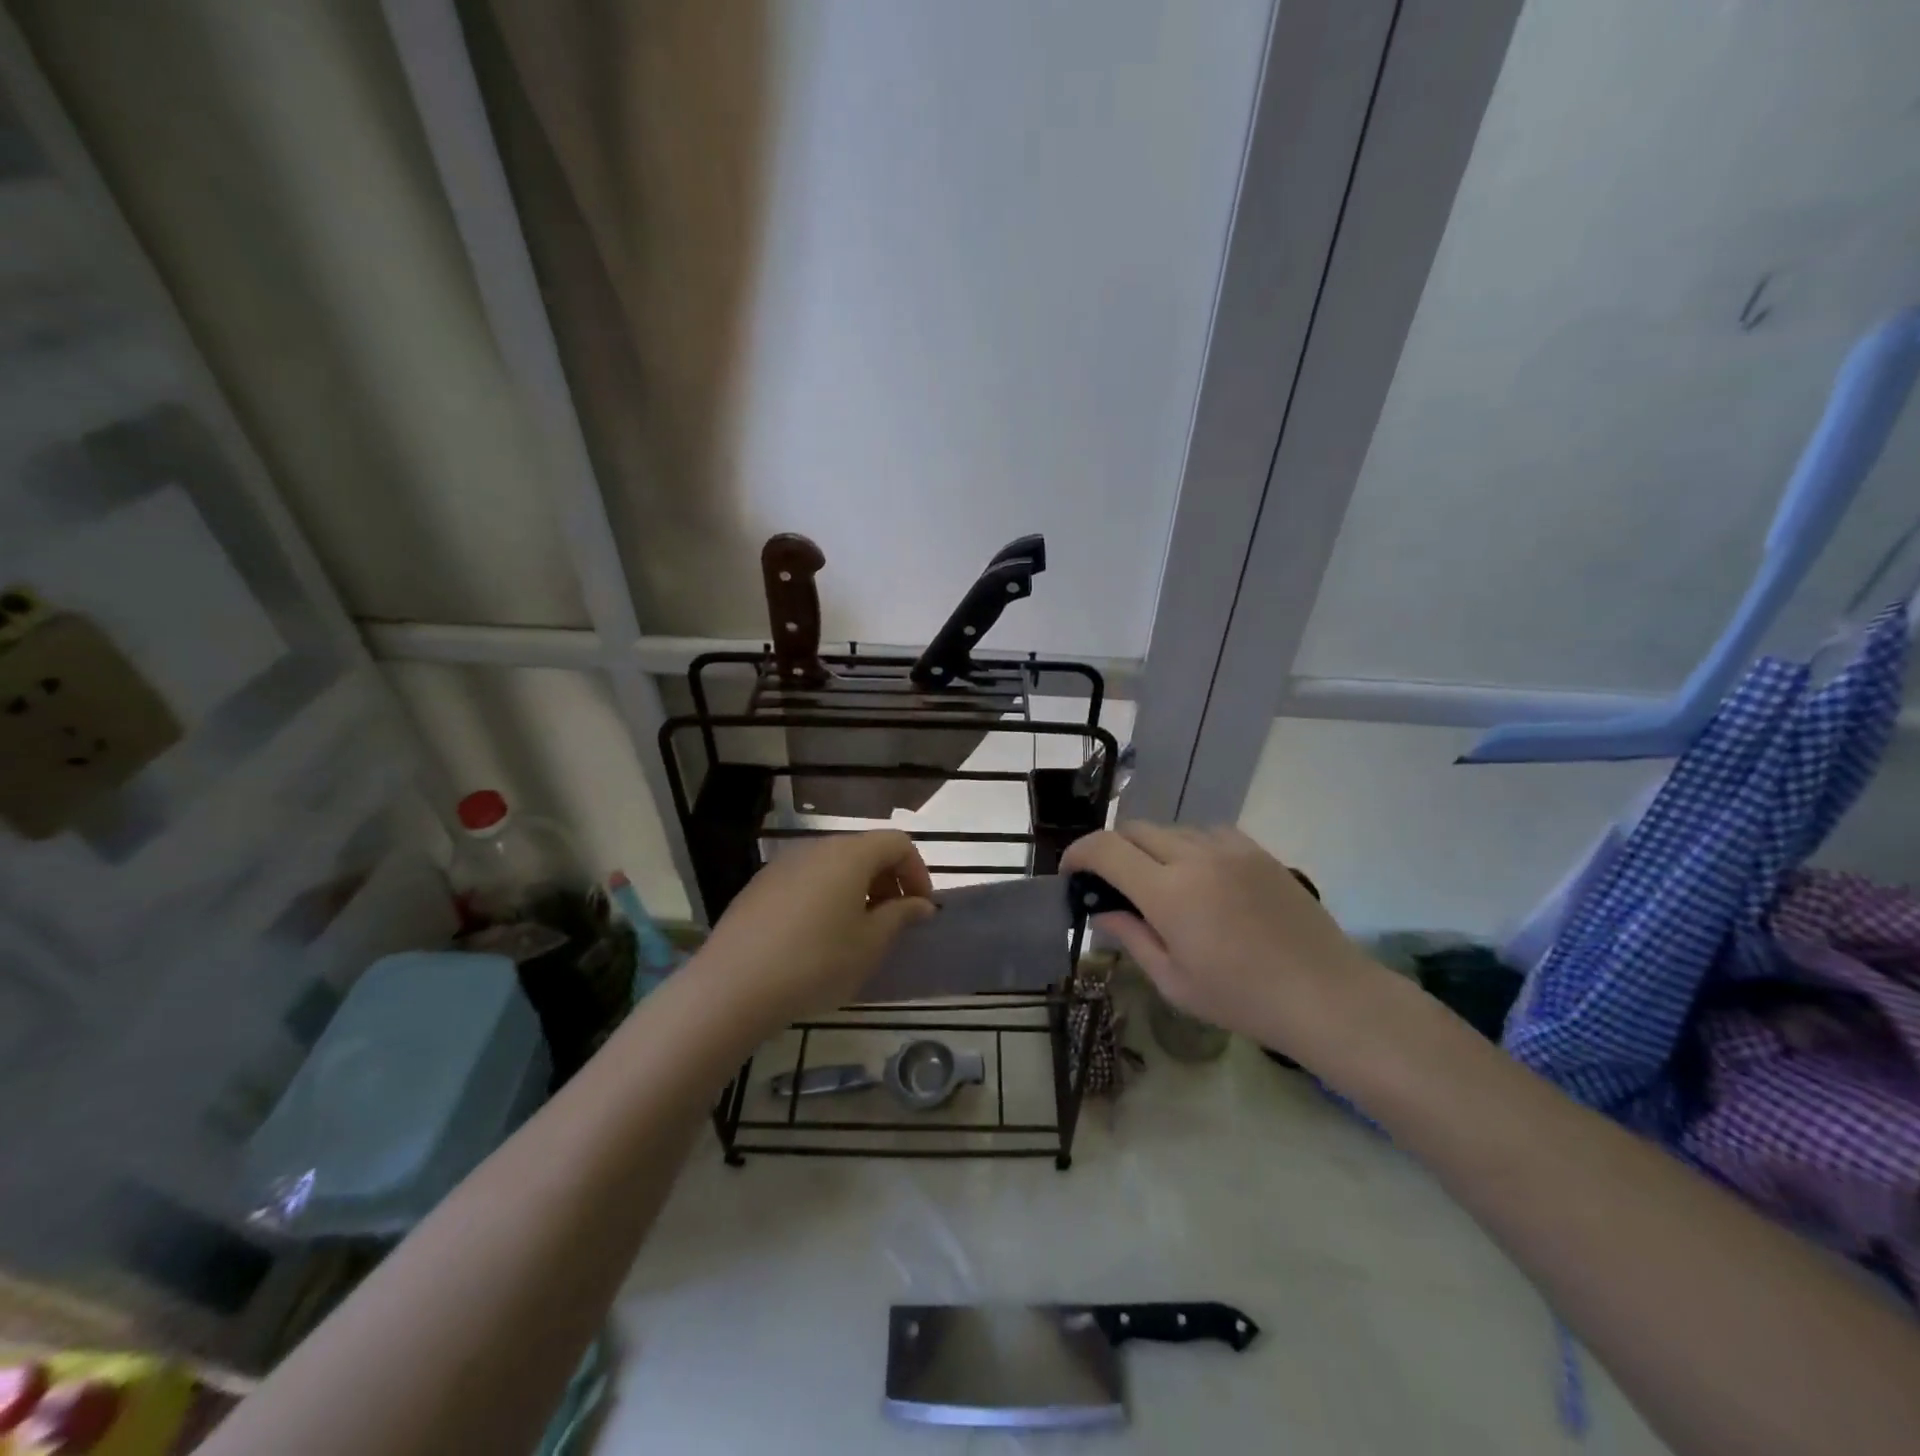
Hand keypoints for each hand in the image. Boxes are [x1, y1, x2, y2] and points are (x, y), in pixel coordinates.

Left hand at [695, 831, 935, 1031]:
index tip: (921, 909)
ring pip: (833, 865)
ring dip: (857, 889)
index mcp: (849, 854)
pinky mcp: (759, 886)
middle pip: (864, 850)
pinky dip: (825, 896)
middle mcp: (816, 848)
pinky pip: (806, 880)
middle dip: (888, 880)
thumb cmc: (816, 962)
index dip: (918, 872)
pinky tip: (817, 937)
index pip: (897, 843)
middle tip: (894, 921)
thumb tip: (921, 904)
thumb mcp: (869, 944)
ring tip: (858, 931)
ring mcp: (783, 864)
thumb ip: (900, 916)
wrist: (733, 986)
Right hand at [1062, 824, 1378, 1058]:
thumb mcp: (1174, 981)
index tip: (1071, 873)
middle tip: (1111, 883)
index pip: (1106, 849)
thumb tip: (1102, 912)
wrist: (1326, 994)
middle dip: (1112, 849)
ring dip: (1151, 848)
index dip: (1078, 854)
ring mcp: (1230, 849)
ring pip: (1171, 828)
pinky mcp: (1257, 851)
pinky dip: (1189, 846)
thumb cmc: (1242, 999)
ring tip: (1158, 883)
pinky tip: (1200, 877)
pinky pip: (1208, 832)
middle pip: (1135, 829)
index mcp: (1168, 892)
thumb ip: (1131, 937)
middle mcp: (1194, 857)